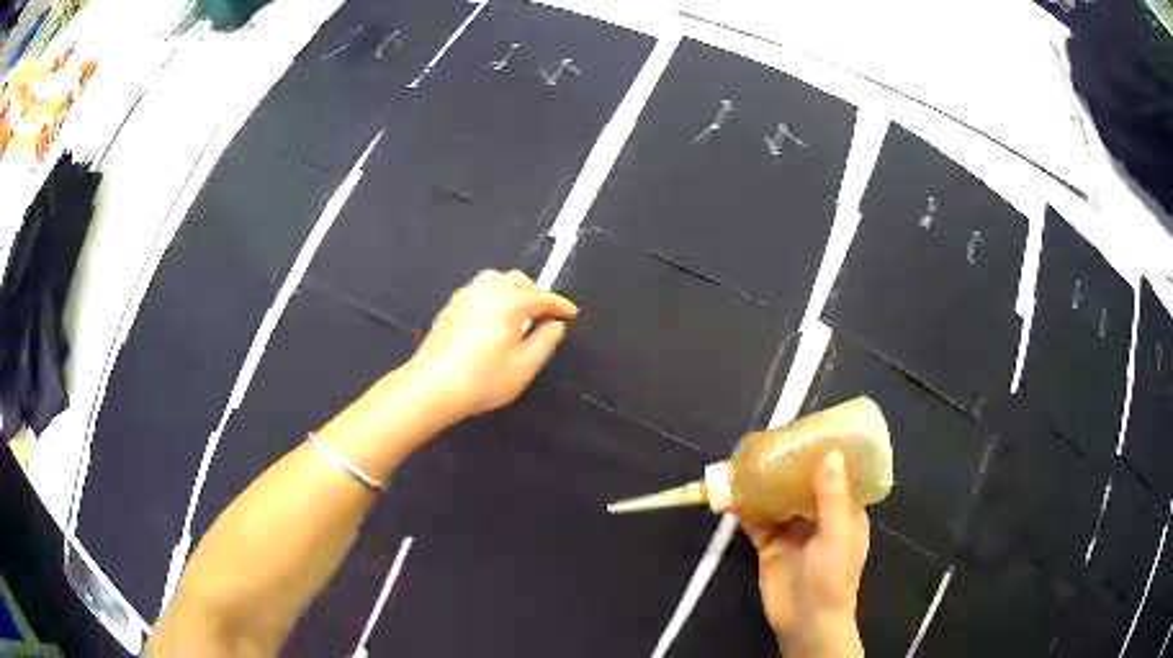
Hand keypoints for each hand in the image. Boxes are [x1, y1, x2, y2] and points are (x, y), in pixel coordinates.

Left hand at [407, 269, 578, 422]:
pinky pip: (478, 289)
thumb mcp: (524, 367)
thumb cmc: (483, 380)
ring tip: (519, 311)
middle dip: (536, 292)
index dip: (560, 304)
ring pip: (495, 279)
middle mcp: (486, 292)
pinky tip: (492, 317)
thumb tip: (555, 325)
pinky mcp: (450, 308)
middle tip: (545, 314)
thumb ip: (545, 341)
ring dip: (513, 289)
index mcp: (509, 303)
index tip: (572, 313)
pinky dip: (493, 295)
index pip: (541, 296)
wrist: (432, 387)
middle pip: (517, 279)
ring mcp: (464, 297)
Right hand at [742, 451, 868, 657]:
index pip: (838, 475)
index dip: (825, 454)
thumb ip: (832, 497)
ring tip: (747, 460)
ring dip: (764, 484)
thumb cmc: (832, 577)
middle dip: (787, 466)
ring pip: (777, 500)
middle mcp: (818, 517)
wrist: (805, 621)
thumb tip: (829, 453)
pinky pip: (756, 521)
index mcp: (844, 511)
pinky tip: (733, 493)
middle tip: (770, 442)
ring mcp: (792, 531)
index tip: (809, 432)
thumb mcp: (837, 535)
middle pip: (802, 484)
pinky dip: (745, 507)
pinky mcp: (769, 545)